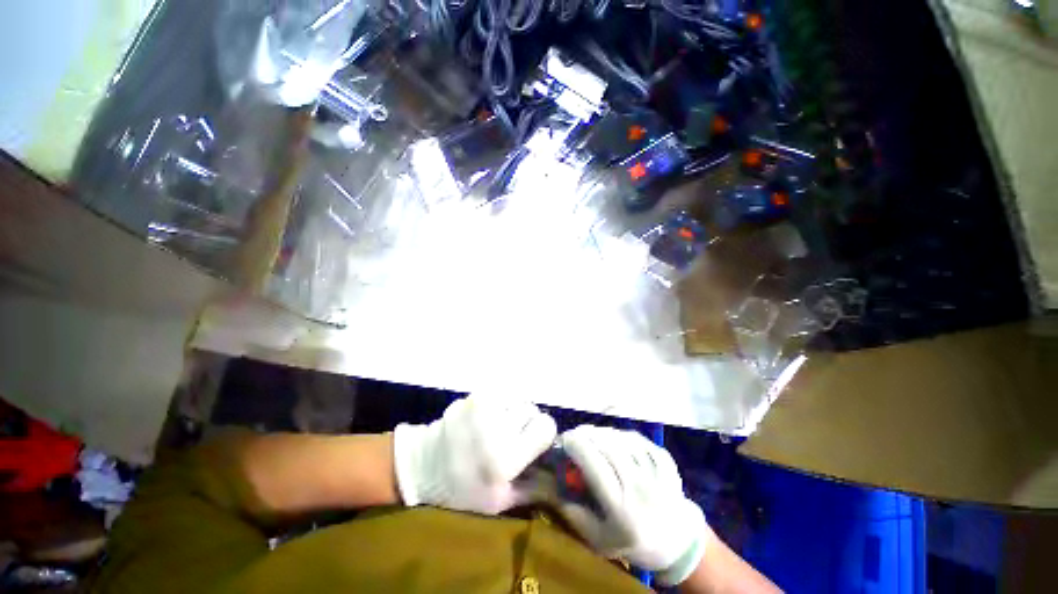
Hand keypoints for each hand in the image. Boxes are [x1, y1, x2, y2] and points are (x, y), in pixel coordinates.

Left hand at [393, 395, 557, 514]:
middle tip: (512, 437)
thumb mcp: (499, 501)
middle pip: (532, 410)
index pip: (545, 426)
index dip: (542, 434)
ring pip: (517, 399)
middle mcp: (497, 426)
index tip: (532, 443)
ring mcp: (483, 406)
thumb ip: (534, 488)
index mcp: (506, 457)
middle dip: (527, 423)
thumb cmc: (462, 489)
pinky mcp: (474, 395)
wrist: (424, 465)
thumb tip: (559, 475)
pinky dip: (500, 405)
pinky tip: (486, 419)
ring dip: (513, 412)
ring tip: (498, 427)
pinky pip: (501, 394)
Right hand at [559, 425, 707, 586]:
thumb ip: (574, 514)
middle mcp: (639, 484)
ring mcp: (654, 469)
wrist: (678, 542)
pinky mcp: (664, 459)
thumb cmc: (634, 542)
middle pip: (606, 445)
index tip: (563, 440)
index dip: (575, 445)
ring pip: (620, 438)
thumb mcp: (599, 540)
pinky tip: (614, 439)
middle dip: (585, 434)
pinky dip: (621, 435)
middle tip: (574, 435)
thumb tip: (553, 486)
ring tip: (592, 436)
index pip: (593, 463)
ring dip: (601, 433)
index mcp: (621, 507)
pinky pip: (637, 438)